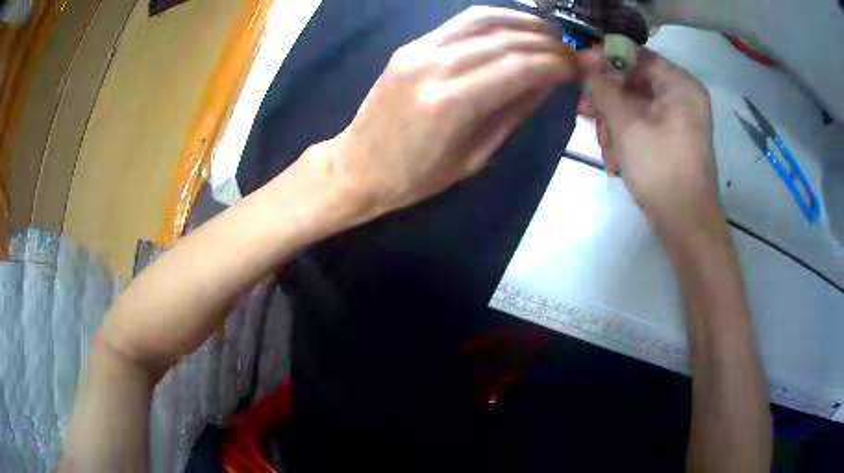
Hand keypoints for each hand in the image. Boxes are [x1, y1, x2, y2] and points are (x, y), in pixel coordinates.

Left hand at [308, 7, 590, 217]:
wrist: (358, 166)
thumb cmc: (416, 177)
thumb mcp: (475, 156)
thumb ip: (514, 111)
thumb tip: (548, 81)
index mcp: (452, 103)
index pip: (520, 67)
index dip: (558, 62)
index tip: (582, 63)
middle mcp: (435, 66)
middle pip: (506, 39)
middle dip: (548, 41)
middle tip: (574, 49)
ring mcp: (418, 50)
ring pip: (483, 20)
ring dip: (524, 22)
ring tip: (552, 33)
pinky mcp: (410, 46)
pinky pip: (460, 23)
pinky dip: (494, 20)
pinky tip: (516, 27)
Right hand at [581, 49, 720, 234]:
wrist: (685, 226)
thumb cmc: (661, 170)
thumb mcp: (627, 126)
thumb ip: (604, 90)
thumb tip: (586, 65)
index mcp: (680, 85)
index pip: (636, 56)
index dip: (605, 59)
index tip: (579, 70)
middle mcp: (682, 96)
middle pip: (634, 81)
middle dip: (608, 100)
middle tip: (585, 114)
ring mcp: (678, 119)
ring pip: (635, 105)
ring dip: (613, 123)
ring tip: (604, 148)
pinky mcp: (671, 139)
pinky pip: (642, 124)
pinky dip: (626, 136)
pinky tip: (614, 158)